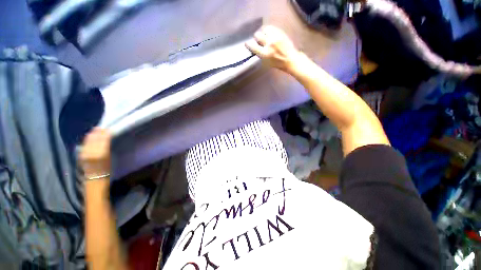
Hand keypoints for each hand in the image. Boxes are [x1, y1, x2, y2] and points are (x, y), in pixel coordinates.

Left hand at [80, 128, 110, 179]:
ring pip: (89, 140)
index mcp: (101, 153)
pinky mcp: (81, 154)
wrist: (95, 178)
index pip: (103, 139)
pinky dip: (88, 139)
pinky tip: (90, 136)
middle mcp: (91, 152)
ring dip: (93, 134)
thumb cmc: (107, 168)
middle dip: (99, 132)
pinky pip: (85, 143)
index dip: (105, 133)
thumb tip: (107, 136)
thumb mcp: (109, 157)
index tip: (108, 128)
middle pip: (95, 139)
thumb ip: (107, 146)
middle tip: (102, 127)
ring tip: (96, 129)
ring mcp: (85, 153)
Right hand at [245, 26, 300, 71]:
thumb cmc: (277, 64)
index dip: (248, 44)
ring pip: (264, 29)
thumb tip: (255, 48)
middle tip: (258, 40)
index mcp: (265, 54)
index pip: (253, 46)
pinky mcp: (280, 33)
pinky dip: (268, 30)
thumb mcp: (266, 63)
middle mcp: (269, 44)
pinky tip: (269, 33)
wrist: (290, 59)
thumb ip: (260, 55)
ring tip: (264, 35)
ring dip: (263, 32)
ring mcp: (275, 37)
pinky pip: (271, 27)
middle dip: (257, 37)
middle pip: (257, 35)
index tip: (247, 43)